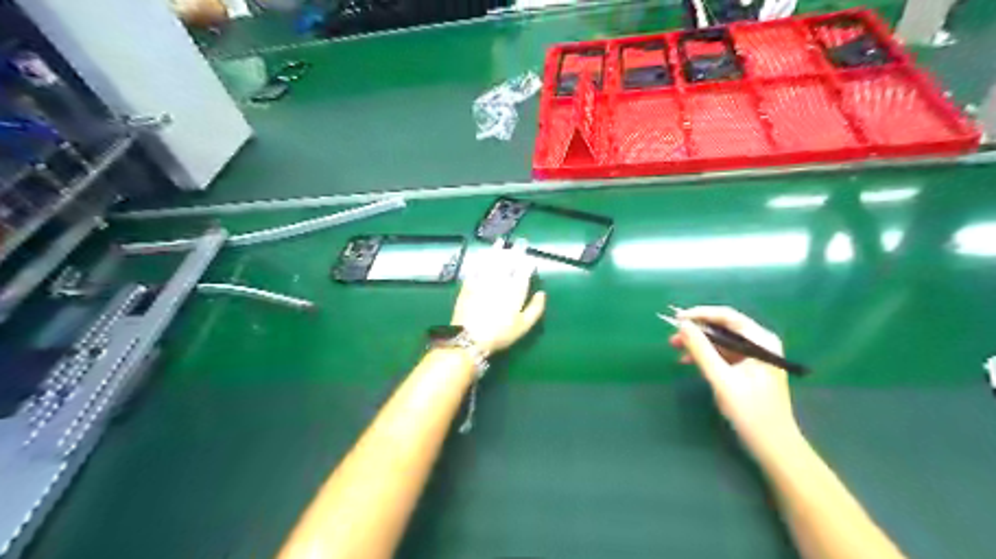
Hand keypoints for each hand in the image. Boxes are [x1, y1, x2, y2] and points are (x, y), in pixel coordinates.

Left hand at [455, 239, 547, 352]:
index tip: (530, 255)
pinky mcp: (469, 285)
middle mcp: (500, 281)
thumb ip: (535, 308)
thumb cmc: (500, 334)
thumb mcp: (523, 326)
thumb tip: (542, 294)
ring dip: (497, 251)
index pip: (523, 271)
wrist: (470, 338)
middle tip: (519, 242)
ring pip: (492, 261)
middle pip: (508, 263)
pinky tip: (482, 255)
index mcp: (515, 291)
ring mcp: (483, 281)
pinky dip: (480, 260)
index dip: (527, 262)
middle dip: (514, 251)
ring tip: (500, 242)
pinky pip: (476, 268)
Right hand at [669, 305, 797, 458]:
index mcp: (761, 341)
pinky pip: (723, 354)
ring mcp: (754, 357)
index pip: (727, 317)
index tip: (677, 318)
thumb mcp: (721, 378)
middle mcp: (760, 344)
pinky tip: (688, 361)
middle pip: (723, 328)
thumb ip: (701, 350)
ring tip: (675, 348)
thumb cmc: (750, 411)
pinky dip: (706, 356)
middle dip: (697, 331)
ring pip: (721, 341)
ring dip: (699, 344)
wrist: (773, 446)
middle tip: (673, 336)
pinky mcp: (748, 369)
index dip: (700, 315)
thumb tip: (683, 325)